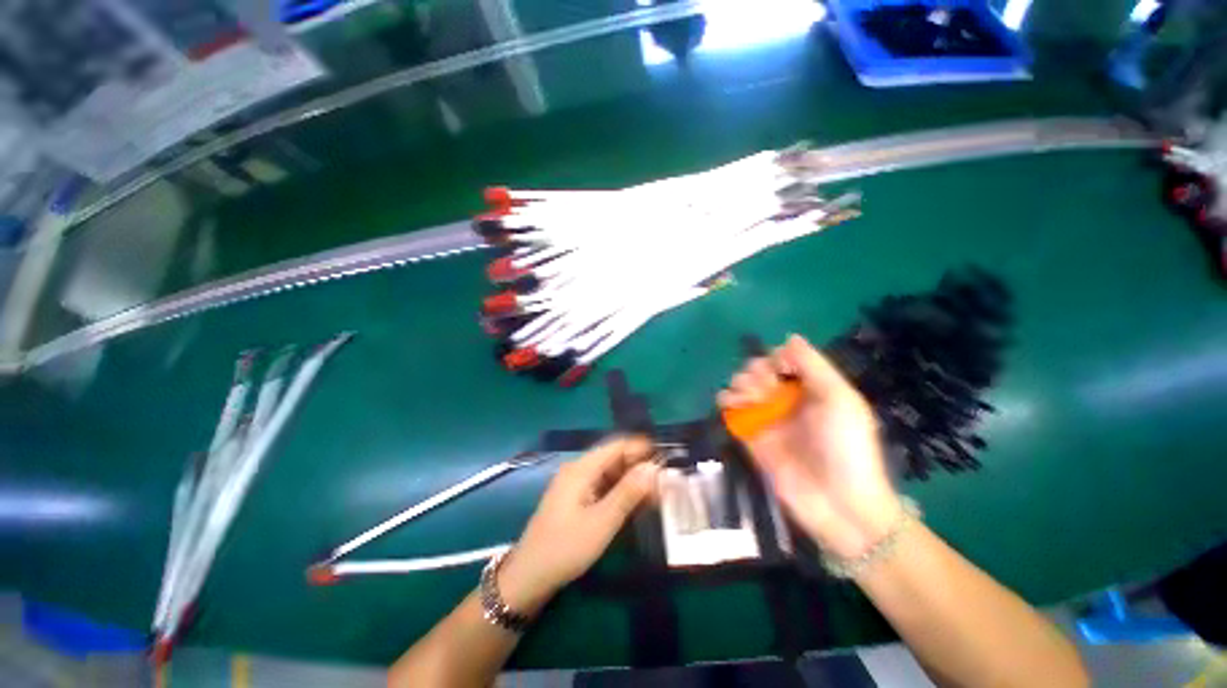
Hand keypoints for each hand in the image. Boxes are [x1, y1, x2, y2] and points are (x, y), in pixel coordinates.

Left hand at [499, 436, 658, 613]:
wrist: (529, 576)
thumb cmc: (565, 547)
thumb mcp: (601, 522)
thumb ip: (628, 493)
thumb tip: (652, 468)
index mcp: (581, 468)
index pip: (616, 446)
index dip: (640, 448)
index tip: (664, 456)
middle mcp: (578, 470)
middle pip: (613, 458)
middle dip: (638, 465)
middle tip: (663, 479)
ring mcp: (576, 484)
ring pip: (609, 473)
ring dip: (631, 479)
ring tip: (655, 491)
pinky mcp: (576, 499)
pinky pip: (602, 487)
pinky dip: (620, 491)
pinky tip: (635, 502)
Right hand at [717, 335, 901, 559]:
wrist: (838, 503)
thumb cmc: (846, 446)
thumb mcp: (840, 399)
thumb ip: (814, 365)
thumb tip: (789, 337)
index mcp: (810, 387)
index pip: (782, 359)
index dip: (776, 358)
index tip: (780, 370)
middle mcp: (786, 398)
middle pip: (758, 370)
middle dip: (756, 372)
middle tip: (766, 388)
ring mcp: (766, 417)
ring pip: (741, 386)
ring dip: (740, 384)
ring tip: (749, 398)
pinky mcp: (750, 435)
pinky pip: (730, 410)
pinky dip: (726, 402)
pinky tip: (731, 404)